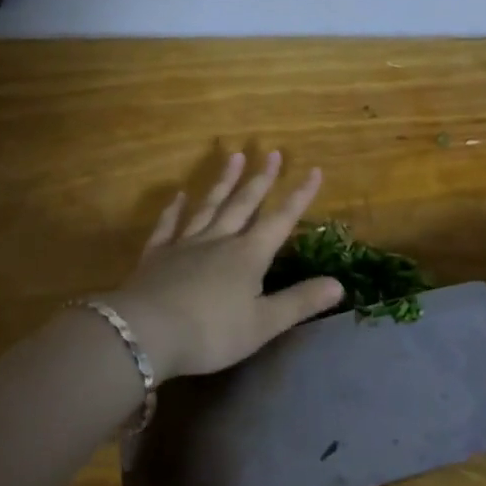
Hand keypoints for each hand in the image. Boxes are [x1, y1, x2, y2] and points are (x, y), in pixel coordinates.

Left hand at [102, 151, 343, 379]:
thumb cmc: (211, 332)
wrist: (147, 333)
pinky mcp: (157, 255)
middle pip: (243, 204)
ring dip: (223, 182)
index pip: (280, 220)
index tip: (314, 170)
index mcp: (248, 256)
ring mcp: (185, 244)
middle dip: (261, 179)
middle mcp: (219, 240)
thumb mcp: (263, 324)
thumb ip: (300, 302)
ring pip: (209, 206)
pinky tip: (179, 196)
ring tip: (234, 157)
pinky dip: (174, 209)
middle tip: (272, 153)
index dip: (299, 196)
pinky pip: (168, 225)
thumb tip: (339, 283)